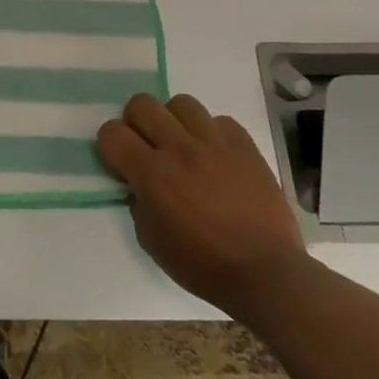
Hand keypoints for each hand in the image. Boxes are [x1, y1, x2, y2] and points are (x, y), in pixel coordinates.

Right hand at [97, 93, 308, 319]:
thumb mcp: (150, 238)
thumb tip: (139, 182)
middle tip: (148, 147)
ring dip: (175, 122)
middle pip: (142, 104)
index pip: (111, 132)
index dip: (110, 146)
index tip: (121, 164)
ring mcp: (215, 144)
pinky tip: (216, 157)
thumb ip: (138, 200)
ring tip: (184, 146)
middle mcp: (179, 148)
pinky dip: (212, 134)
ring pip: (182, 104)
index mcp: (151, 173)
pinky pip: (220, 122)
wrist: (268, 275)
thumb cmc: (202, 264)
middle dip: (137, 123)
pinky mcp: (246, 147)